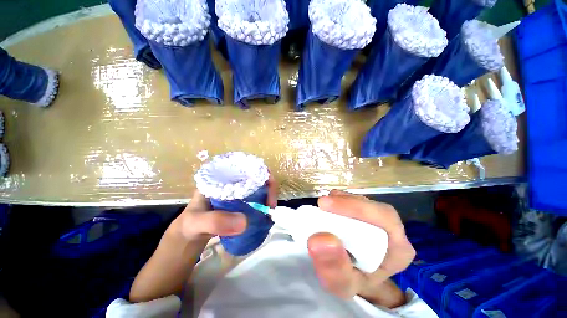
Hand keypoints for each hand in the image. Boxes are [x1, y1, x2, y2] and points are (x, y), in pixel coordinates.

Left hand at [175, 174, 278, 242]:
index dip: (262, 173)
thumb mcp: (195, 222)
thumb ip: (215, 221)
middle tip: (270, 206)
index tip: (268, 188)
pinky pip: (256, 200)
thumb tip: (245, 221)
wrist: (187, 239)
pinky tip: (264, 214)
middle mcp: (232, 181)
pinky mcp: (241, 203)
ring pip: (259, 188)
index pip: (246, 165)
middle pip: (257, 176)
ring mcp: (238, 192)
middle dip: (268, 187)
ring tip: (269, 211)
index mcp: (222, 176)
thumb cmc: (188, 226)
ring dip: (267, 197)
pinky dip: (263, 205)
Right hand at [307, 190, 414, 306]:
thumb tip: (320, 239)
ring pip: (362, 201)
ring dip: (341, 201)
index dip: (356, 207)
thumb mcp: (342, 285)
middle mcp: (392, 231)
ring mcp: (378, 220)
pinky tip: (328, 208)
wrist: (354, 279)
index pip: (384, 218)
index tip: (326, 206)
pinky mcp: (365, 215)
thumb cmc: (352, 283)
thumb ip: (334, 268)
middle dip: (346, 203)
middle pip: (372, 206)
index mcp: (399, 249)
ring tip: (323, 207)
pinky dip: (338, 201)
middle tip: (322, 204)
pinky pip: (353, 201)